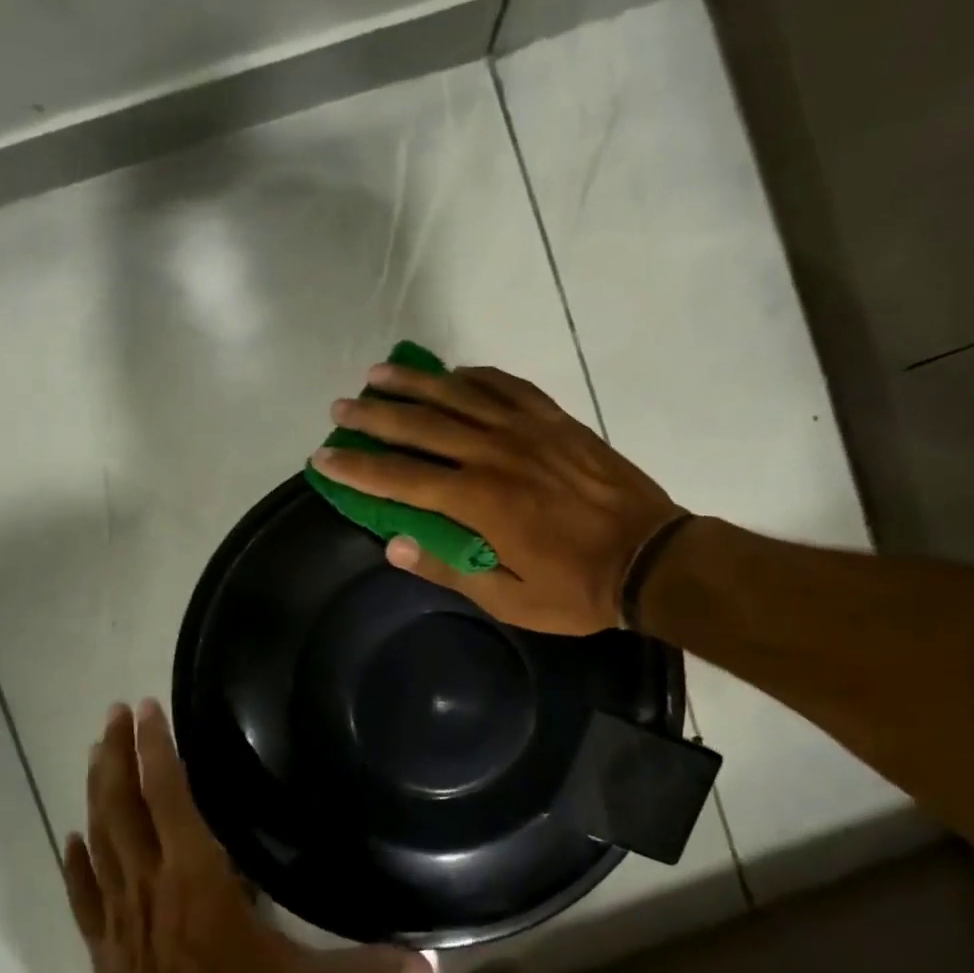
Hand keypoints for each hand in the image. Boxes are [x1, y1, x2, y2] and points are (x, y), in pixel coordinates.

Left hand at [62, 700, 434, 972]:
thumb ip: (369, 968)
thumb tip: (431, 963)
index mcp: (197, 876)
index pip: (169, 796)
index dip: (156, 750)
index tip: (144, 709)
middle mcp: (151, 881)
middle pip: (123, 805)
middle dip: (117, 755)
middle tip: (113, 713)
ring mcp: (120, 912)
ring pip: (99, 837)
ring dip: (96, 791)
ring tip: (96, 752)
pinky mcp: (102, 943)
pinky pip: (83, 892)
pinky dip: (76, 862)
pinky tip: (71, 838)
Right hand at [310, 363, 685, 634]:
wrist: (650, 559)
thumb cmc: (576, 589)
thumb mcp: (508, 599)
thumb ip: (449, 569)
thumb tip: (395, 545)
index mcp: (478, 502)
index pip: (400, 479)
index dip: (357, 468)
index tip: (323, 457)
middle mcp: (494, 454)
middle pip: (420, 427)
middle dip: (373, 417)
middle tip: (340, 409)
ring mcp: (527, 430)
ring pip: (458, 396)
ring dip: (414, 384)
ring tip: (378, 375)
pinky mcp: (555, 420)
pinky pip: (506, 386)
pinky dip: (474, 376)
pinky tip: (453, 373)